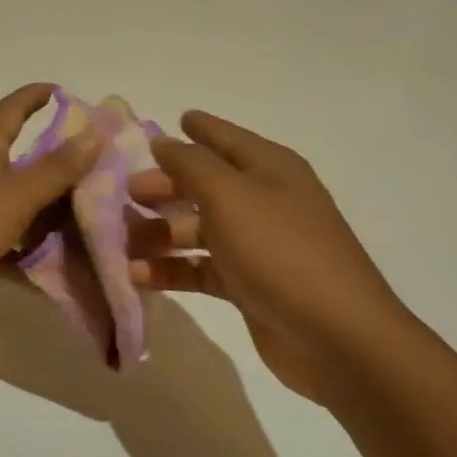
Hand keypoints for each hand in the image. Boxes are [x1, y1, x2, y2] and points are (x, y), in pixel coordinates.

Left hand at [0, 84, 101, 330]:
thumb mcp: (11, 195)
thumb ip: (56, 169)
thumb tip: (96, 132)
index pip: (14, 109)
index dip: (39, 97)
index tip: (69, 92)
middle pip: (25, 163)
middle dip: (64, 171)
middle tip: (110, 180)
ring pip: (19, 209)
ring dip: (51, 220)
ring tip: (98, 230)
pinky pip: (5, 246)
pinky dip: (28, 257)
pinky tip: (61, 275)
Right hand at [128, 110, 415, 404]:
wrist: (336, 336)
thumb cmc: (280, 251)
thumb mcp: (230, 196)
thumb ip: (190, 165)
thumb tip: (164, 141)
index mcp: (269, 169)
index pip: (226, 138)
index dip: (198, 128)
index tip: (170, 119)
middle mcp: (264, 201)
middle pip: (204, 185)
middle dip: (164, 188)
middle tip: (124, 194)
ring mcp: (257, 246)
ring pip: (197, 230)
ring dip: (159, 234)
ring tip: (120, 242)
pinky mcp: (248, 285)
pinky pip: (200, 268)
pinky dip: (171, 270)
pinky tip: (137, 277)